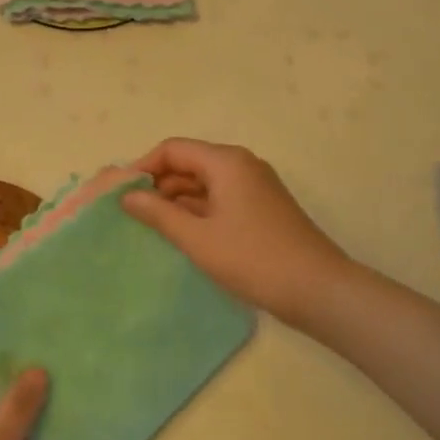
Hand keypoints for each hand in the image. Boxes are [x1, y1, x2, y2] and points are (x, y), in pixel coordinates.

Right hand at [123, 138, 349, 325]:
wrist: (318, 289)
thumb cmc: (253, 259)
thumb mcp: (197, 238)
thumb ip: (158, 213)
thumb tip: (126, 196)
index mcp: (226, 162)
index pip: (172, 149)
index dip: (143, 167)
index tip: (121, 194)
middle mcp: (241, 165)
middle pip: (188, 163)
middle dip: (158, 185)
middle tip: (131, 214)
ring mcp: (254, 187)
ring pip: (203, 183)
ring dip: (176, 201)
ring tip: (151, 228)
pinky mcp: (261, 208)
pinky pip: (219, 199)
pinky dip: (197, 212)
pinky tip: (181, 235)